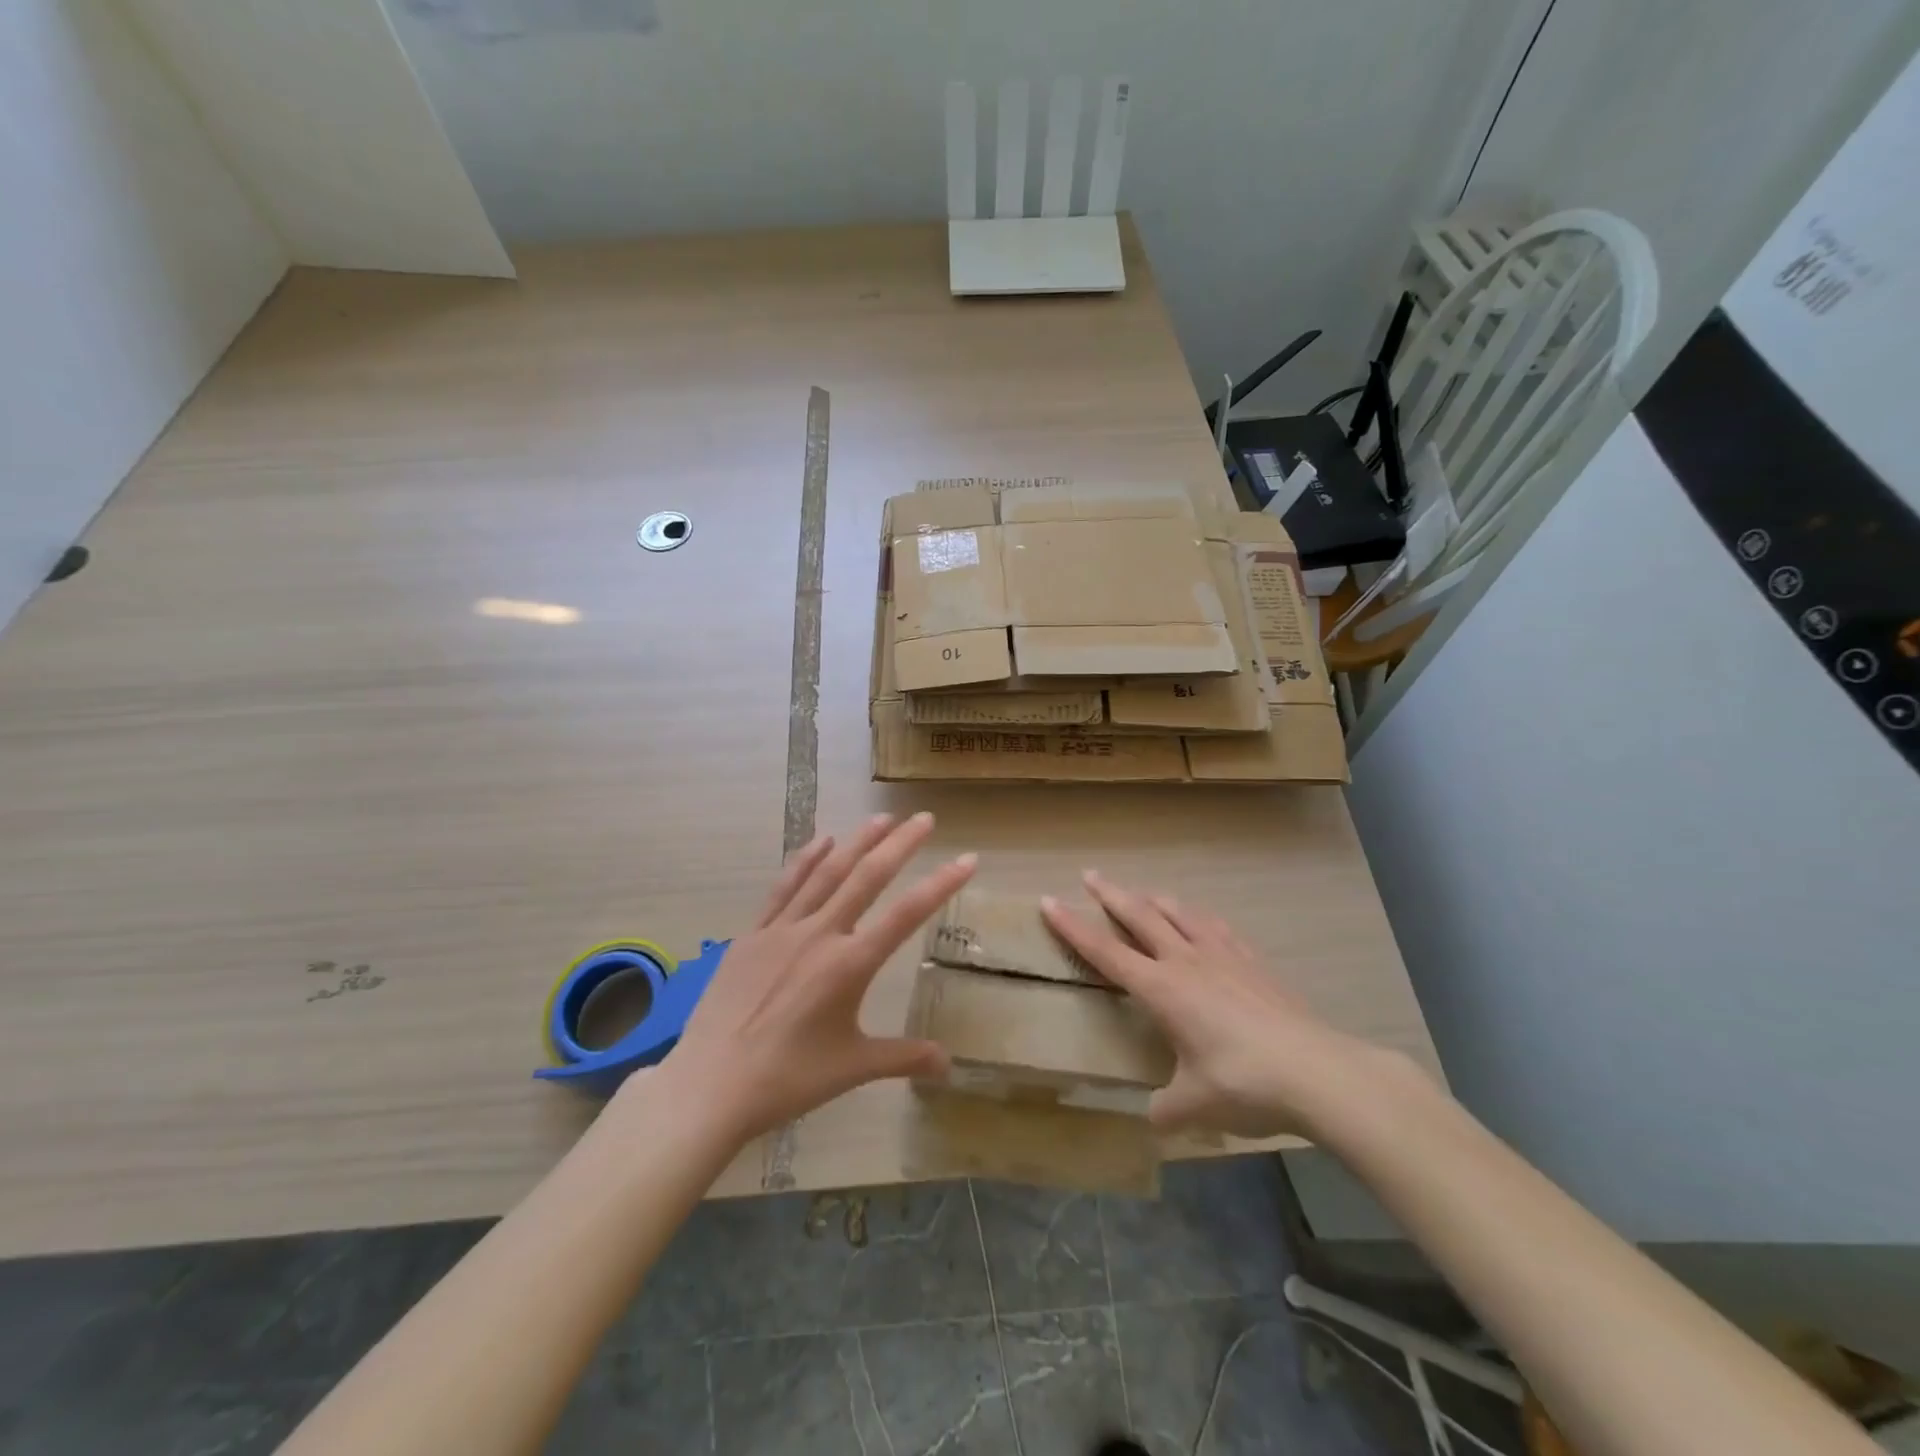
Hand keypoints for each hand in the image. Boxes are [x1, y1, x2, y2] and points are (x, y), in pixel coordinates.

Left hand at [636, 813, 972, 1145]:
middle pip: (867, 878)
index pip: (907, 914)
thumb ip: (904, 1057)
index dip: (941, 884)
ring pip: (827, 872)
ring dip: (857, 842)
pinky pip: (784, 887)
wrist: (710, 1084)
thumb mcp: (853, 1068)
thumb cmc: (788, 1078)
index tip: (968, 859)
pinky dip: (806, 860)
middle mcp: (820, 934)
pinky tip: (822, 841)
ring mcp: (782, 929)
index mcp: (850, 964)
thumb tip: (949, 1065)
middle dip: (900, 845)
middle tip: (925, 818)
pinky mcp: (752, 934)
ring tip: (881, 818)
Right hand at [1041, 871, 1379, 1137]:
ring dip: (1156, 900)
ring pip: (1180, 914)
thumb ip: (1166, 1109)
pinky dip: (1200, 919)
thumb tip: (1154, 1119)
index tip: (1048, 902)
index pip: (1105, 951)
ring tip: (1144, 893)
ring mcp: (1223, 957)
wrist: (1317, 1072)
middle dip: (1111, 895)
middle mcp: (1186, 962)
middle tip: (1090, 875)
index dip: (1073, 927)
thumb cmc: (1244, 1084)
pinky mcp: (1253, 962)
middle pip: (1140, 917)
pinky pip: (1218, 928)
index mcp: (1162, 989)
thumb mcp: (1194, 1105)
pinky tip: (1203, 921)